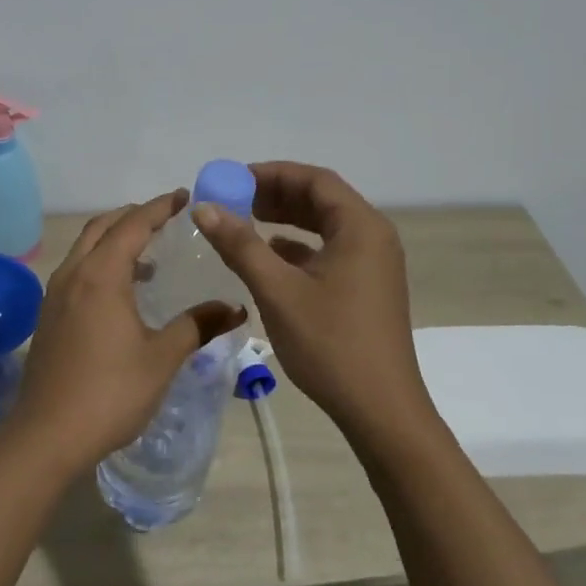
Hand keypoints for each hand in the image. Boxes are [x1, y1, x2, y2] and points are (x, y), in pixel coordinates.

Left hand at [7, 191, 246, 476]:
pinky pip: (77, 270)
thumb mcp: (162, 358)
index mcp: (101, 275)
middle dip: (134, 215)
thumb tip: (235, 307)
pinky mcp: (48, 315)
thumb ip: (197, 325)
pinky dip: (101, 262)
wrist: (47, 436)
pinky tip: (122, 291)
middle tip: (166, 217)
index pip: (133, 225)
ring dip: (115, 238)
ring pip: (85, 248)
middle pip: (102, 227)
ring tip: (148, 253)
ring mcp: (55, 294)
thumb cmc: (110, 393)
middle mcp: (74, 274)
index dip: (160, 207)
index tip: (184, 197)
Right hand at [194, 161, 427, 439]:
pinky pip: (330, 252)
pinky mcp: (367, 288)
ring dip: (286, 220)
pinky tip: (270, 258)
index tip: (233, 179)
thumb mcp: (278, 291)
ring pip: (325, 227)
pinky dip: (299, 247)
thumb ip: (240, 245)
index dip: (272, 174)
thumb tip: (204, 208)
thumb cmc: (330, 344)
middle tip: (234, 200)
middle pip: (322, 200)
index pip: (315, 180)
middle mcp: (373, 237)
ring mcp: (373, 264)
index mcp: (361, 227)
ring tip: (244, 222)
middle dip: (276, 195)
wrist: (381, 411)